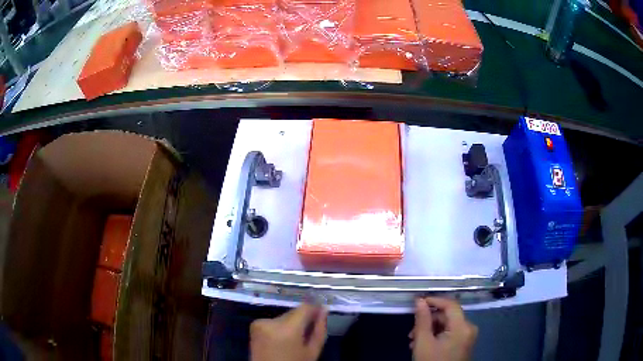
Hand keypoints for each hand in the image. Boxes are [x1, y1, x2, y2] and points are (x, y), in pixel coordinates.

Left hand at [250, 304, 327, 360]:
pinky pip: (273, 321)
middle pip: (293, 312)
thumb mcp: (312, 352)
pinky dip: (279, 327)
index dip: (314, 309)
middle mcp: (271, 321)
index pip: (304, 308)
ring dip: (290, 324)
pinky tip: (281, 340)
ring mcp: (260, 322)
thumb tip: (323, 310)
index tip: (321, 313)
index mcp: (287, 329)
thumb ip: (319, 330)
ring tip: (293, 340)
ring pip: (283, 317)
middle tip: (308, 333)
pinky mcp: (254, 325)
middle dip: (302, 319)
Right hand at [409, 297, 477, 360]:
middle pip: (448, 316)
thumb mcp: (423, 342)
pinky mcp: (464, 343)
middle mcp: (469, 328)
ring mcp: (467, 336)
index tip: (417, 302)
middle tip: (411, 332)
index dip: (434, 300)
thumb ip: (422, 320)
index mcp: (463, 327)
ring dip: (430, 330)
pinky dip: (436, 336)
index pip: (450, 305)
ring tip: (414, 341)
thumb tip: (420, 301)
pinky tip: (423, 345)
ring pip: (447, 325)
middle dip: (428, 321)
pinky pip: (450, 333)